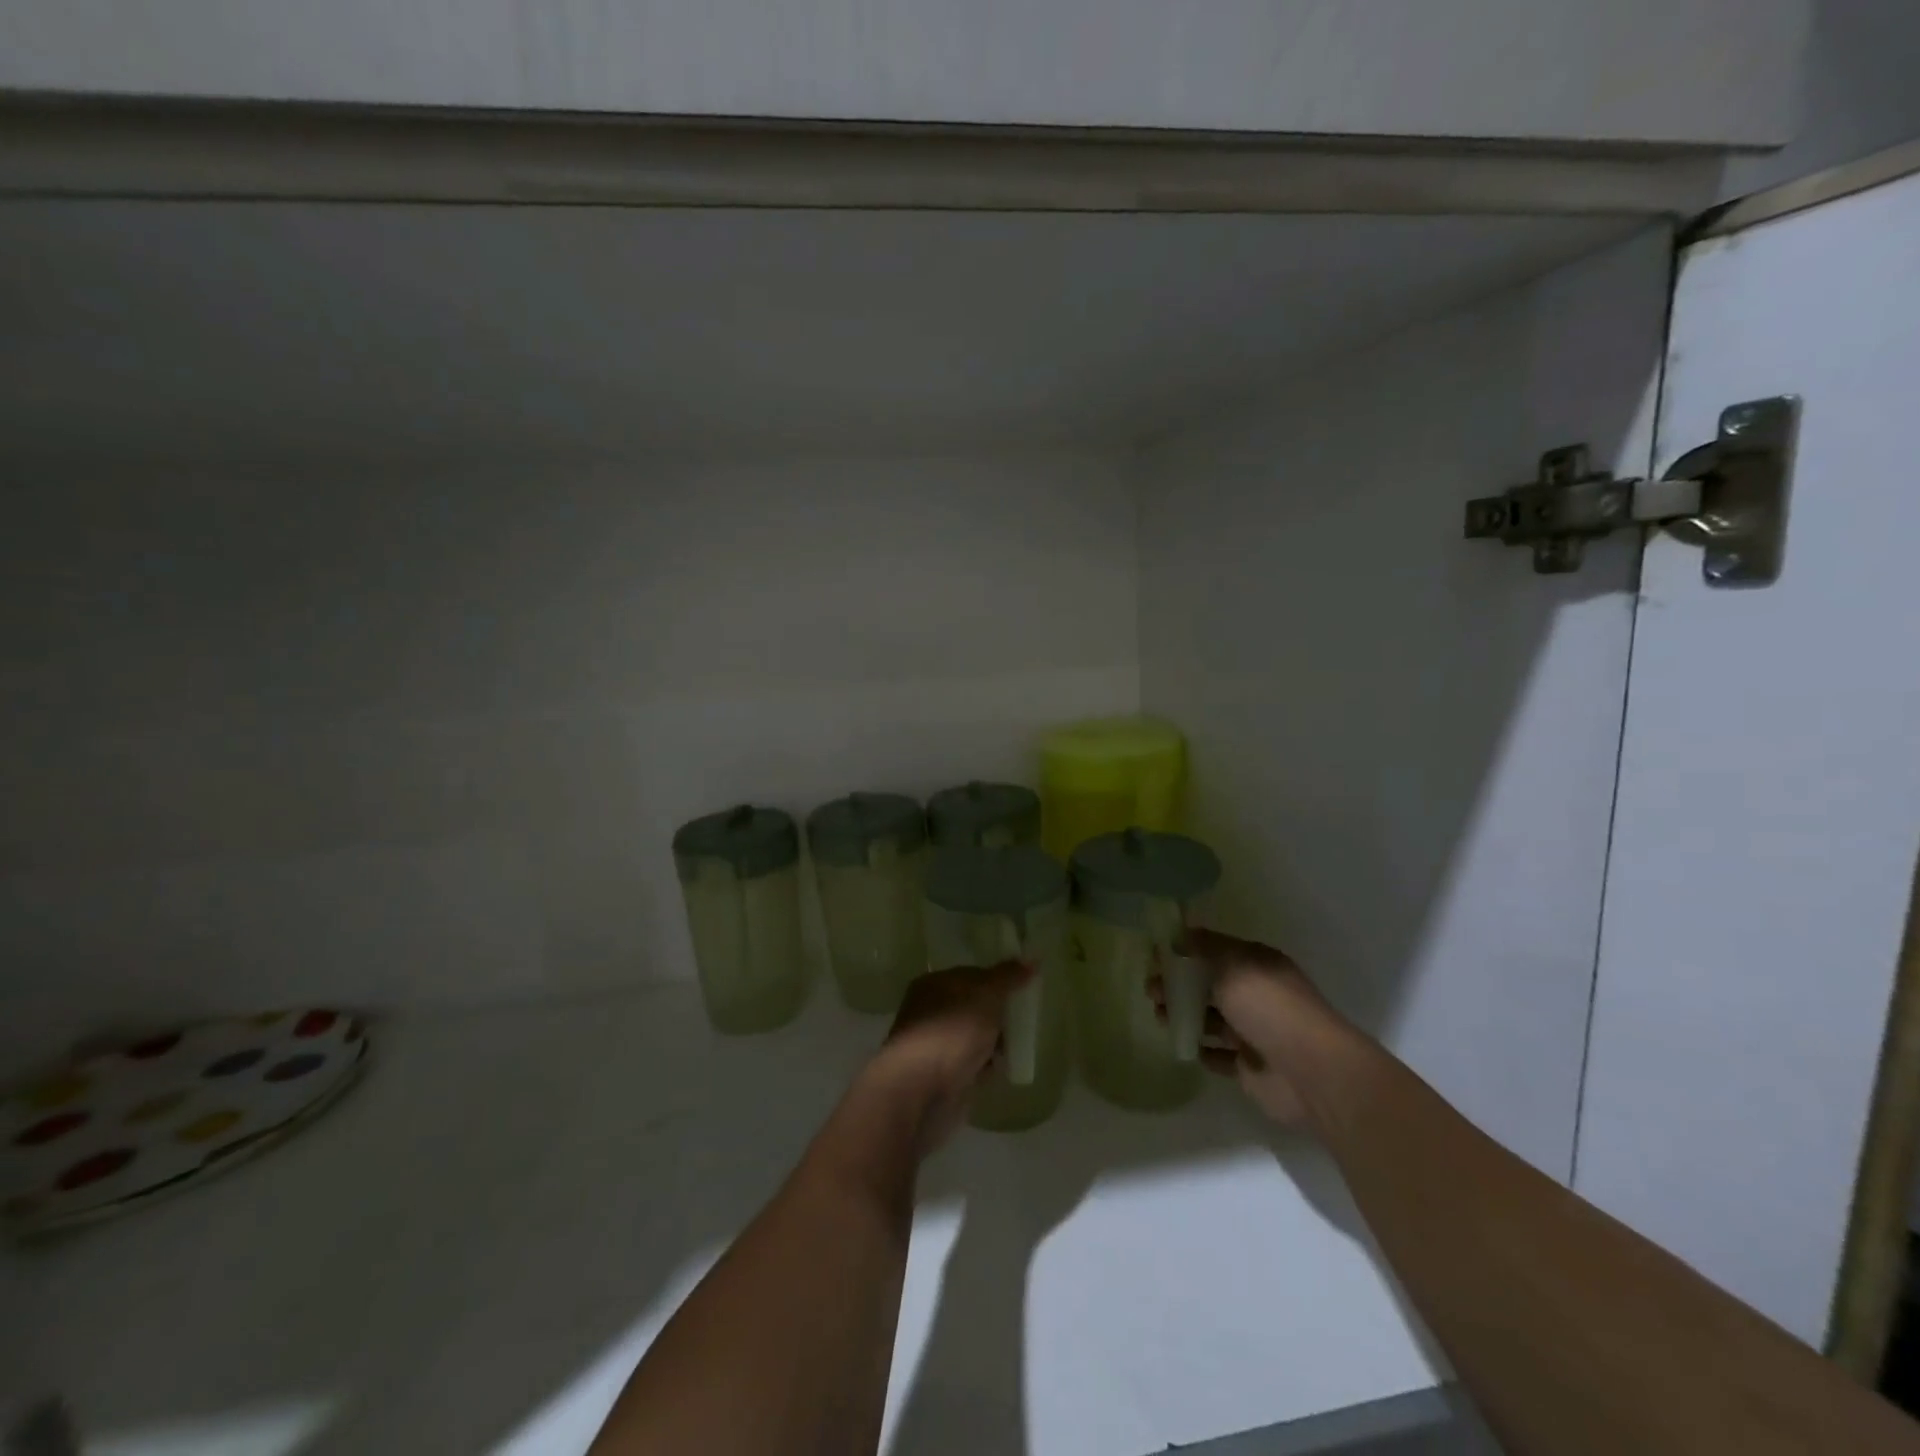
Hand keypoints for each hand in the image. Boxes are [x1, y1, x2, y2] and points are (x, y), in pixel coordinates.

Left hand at [864, 962, 1030, 1153]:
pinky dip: (985, 1065)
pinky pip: (971, 1063)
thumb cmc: (952, 1031)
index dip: (997, 979)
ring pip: (972, 1036)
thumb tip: (1032, 959)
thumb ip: (1008, 976)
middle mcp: (930, 1011)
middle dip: (998, 1013)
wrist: (921, 1090)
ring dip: (993, 1041)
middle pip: (972, 1006)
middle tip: (1025, 1017)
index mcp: (934, 984)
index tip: (1024, 987)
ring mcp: (935, 1045)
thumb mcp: (986, 994)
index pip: (971, 974)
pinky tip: (1002, 1068)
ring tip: (1018, 1045)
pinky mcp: (942, 1076)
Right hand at [1157, 928, 1369, 1131]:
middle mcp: (1255, 994)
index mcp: (1256, 964)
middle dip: (1178, 985)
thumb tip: (1178, 936)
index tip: (1155, 956)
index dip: (1184, 950)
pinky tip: (1184, 1045)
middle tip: (1151, 991)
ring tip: (1159, 1016)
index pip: (1214, 950)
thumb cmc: (1270, 1008)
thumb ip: (1203, 949)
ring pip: (1210, 1018)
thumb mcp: (1234, 965)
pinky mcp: (1249, 1067)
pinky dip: (1201, 1049)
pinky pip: (1218, 1054)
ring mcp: (1253, 1031)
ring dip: (1183, 1015)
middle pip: (1208, 984)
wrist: (1311, 1072)